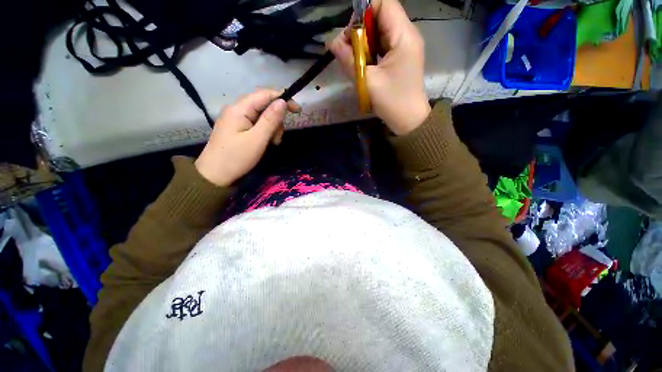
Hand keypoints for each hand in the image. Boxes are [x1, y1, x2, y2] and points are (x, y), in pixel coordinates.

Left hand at [195, 89, 299, 186]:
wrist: (215, 176)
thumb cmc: (236, 158)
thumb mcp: (257, 140)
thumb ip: (270, 120)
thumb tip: (283, 101)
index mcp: (239, 109)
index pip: (265, 94)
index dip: (283, 99)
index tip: (298, 110)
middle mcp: (237, 109)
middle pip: (264, 105)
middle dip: (277, 119)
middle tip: (278, 138)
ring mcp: (237, 119)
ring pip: (263, 116)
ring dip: (273, 128)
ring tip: (273, 143)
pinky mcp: (239, 128)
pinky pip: (257, 124)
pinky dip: (266, 132)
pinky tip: (267, 143)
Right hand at [328, 0, 430, 135]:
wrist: (409, 121)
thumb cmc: (392, 101)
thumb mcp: (368, 81)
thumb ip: (349, 59)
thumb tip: (332, 42)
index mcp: (403, 35)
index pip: (383, 4)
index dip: (362, 11)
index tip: (349, 33)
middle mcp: (406, 35)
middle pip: (380, 16)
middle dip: (360, 30)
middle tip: (347, 51)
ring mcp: (404, 47)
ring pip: (379, 32)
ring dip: (363, 42)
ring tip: (353, 60)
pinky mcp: (399, 58)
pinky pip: (381, 46)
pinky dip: (369, 52)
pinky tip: (362, 65)